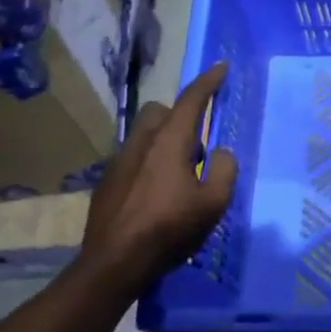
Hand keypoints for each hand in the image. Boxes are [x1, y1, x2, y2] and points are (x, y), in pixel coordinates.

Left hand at [77, 62, 238, 285]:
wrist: (114, 263)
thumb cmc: (170, 229)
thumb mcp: (213, 203)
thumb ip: (224, 170)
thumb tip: (219, 153)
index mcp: (170, 142)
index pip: (191, 100)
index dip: (208, 82)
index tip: (221, 68)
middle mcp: (141, 143)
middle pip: (160, 112)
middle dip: (179, 116)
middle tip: (196, 144)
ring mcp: (119, 162)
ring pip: (144, 135)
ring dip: (164, 142)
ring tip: (179, 176)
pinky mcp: (107, 183)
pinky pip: (133, 159)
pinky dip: (148, 164)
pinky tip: (156, 196)